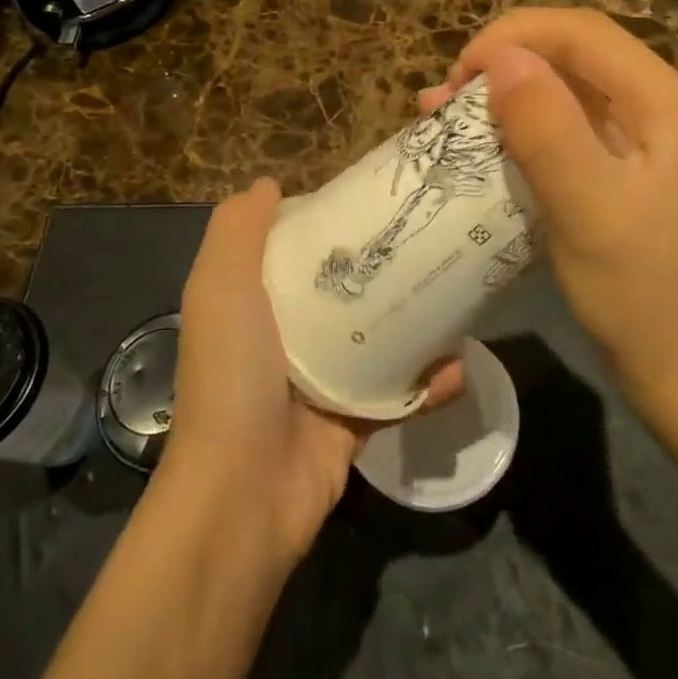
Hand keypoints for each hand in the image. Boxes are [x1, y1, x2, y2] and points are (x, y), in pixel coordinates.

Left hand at [163, 179, 464, 563]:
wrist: (244, 493)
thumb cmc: (232, 373)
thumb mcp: (220, 286)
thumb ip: (237, 230)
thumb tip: (270, 185)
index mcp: (253, 302)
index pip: (293, 249)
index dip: (326, 221)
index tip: (371, 198)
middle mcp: (285, 336)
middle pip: (340, 288)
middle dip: (381, 266)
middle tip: (427, 239)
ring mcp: (322, 381)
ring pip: (376, 338)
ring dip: (415, 323)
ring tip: (455, 293)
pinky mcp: (354, 421)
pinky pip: (398, 394)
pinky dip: (428, 384)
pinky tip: (457, 367)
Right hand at [422, 9, 677, 414]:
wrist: (676, 364)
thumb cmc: (636, 292)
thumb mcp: (587, 209)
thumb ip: (547, 128)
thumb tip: (502, 57)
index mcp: (670, 102)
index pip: (585, 33)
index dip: (515, 36)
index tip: (459, 73)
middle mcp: (664, 101)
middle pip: (575, 50)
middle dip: (506, 60)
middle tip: (448, 95)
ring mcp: (646, 128)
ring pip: (566, 80)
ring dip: (506, 87)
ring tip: (446, 109)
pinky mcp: (624, 154)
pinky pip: (566, 115)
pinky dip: (519, 117)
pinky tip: (478, 132)